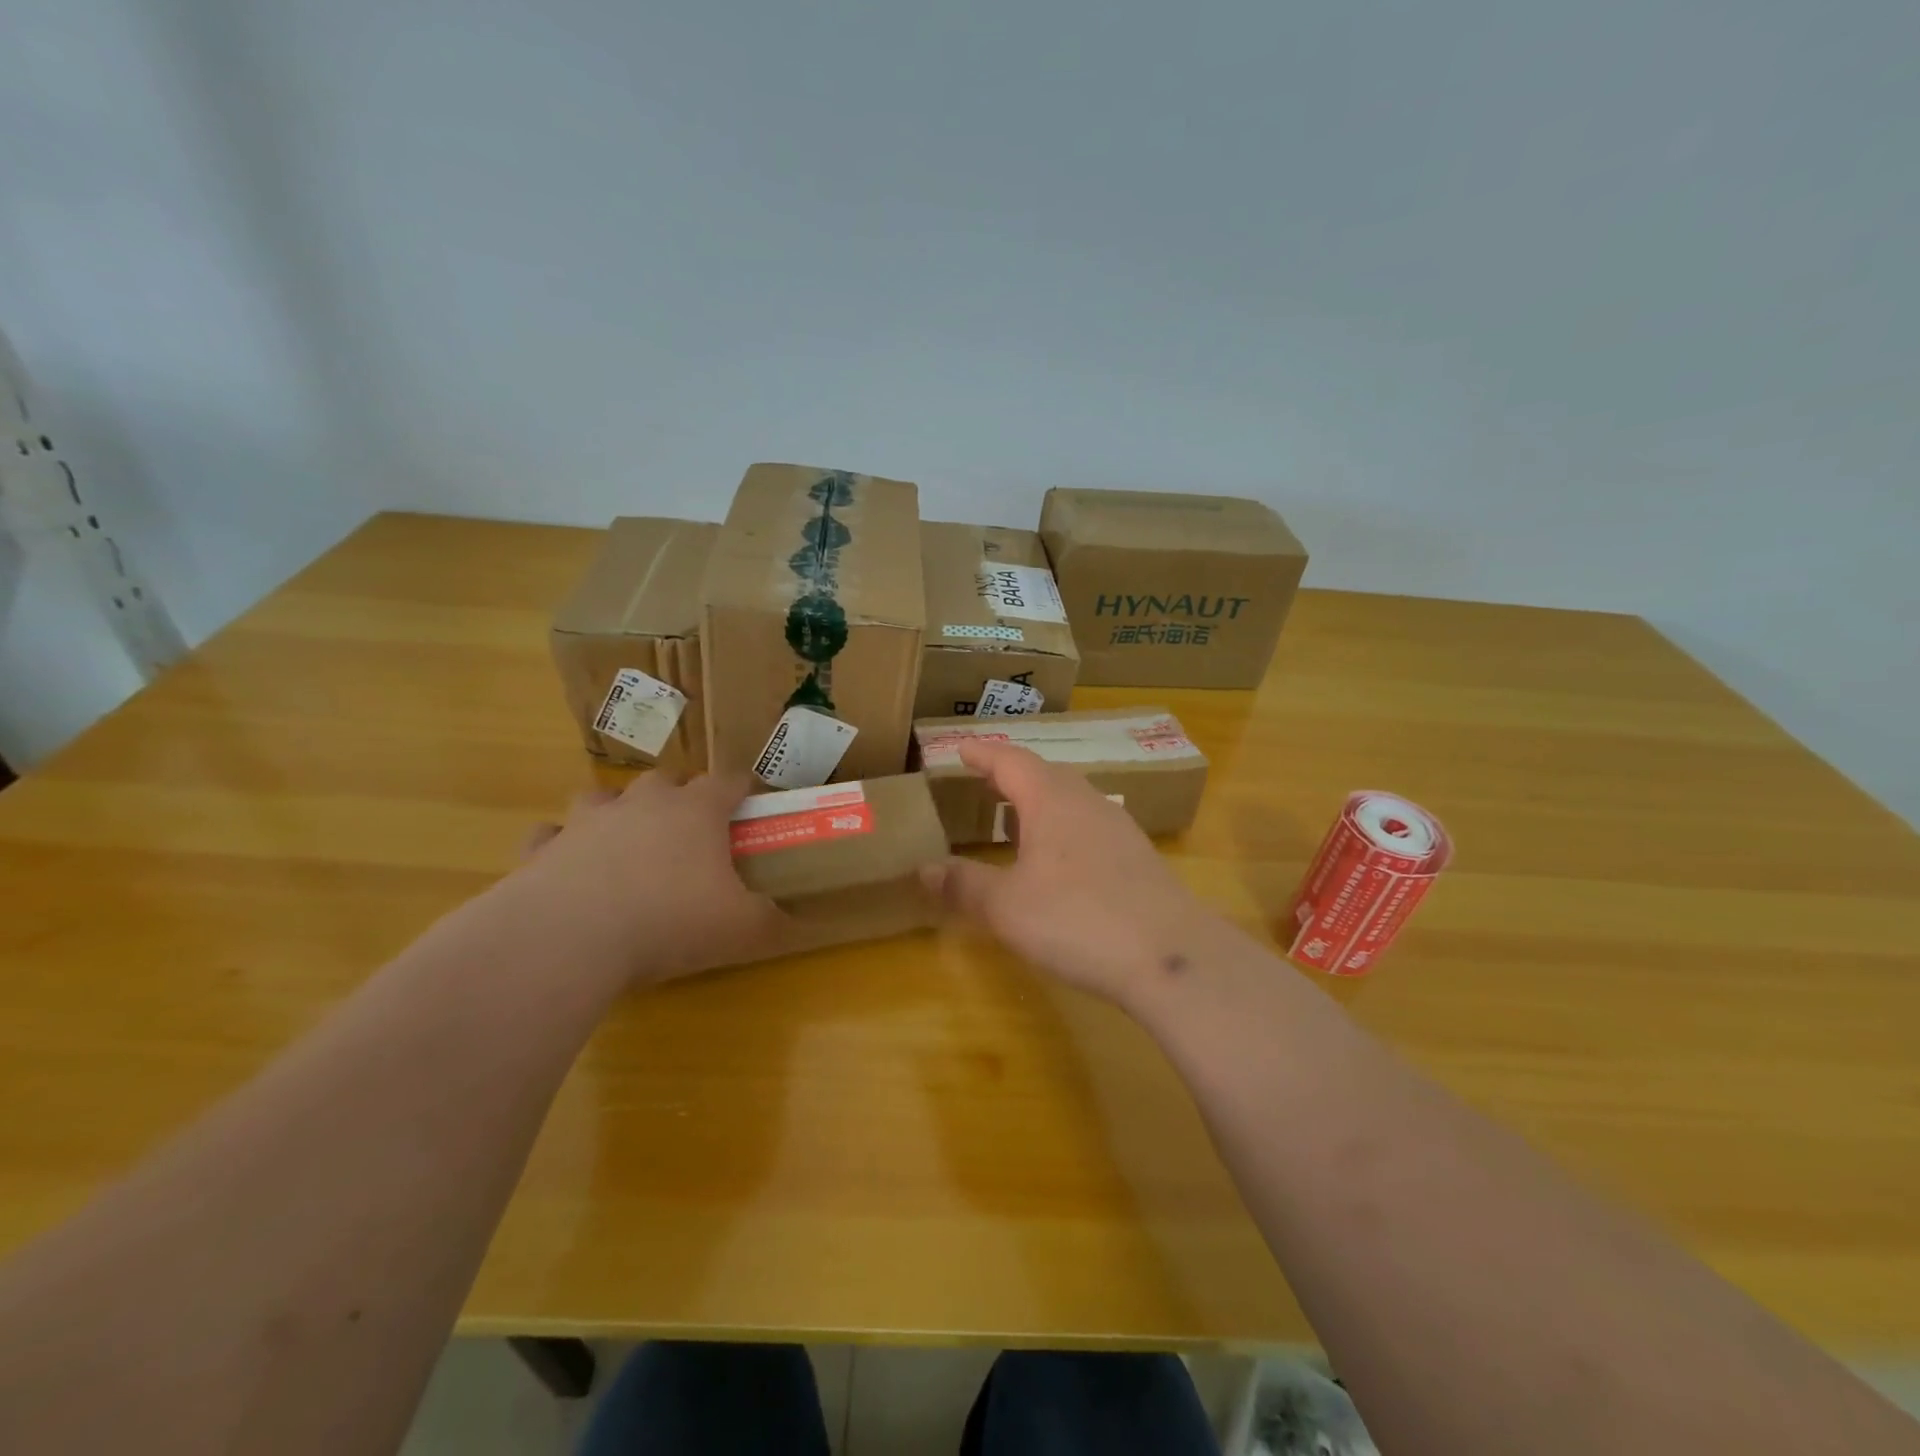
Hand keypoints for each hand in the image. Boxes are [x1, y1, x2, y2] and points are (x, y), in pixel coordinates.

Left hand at [505, 770, 783, 982]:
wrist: (571, 938)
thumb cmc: (670, 922)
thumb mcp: (741, 929)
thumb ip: (771, 921)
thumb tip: (794, 922)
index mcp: (696, 811)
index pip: (727, 781)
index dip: (742, 789)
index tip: (750, 803)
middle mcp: (643, 803)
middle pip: (665, 780)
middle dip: (678, 797)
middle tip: (688, 832)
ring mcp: (587, 821)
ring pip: (604, 796)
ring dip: (617, 811)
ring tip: (625, 841)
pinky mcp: (543, 849)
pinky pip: (551, 834)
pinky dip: (560, 845)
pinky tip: (566, 866)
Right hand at [922, 741, 1230, 1005]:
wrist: (1171, 956)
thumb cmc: (1078, 919)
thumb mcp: (1008, 907)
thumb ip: (964, 885)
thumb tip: (924, 869)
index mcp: (1052, 800)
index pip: (1010, 760)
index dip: (982, 753)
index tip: (959, 749)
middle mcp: (1087, 802)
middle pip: (1044, 774)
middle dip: (1009, 775)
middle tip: (981, 782)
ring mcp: (1118, 828)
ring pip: (1070, 800)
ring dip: (1037, 803)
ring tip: (1013, 819)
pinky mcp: (1137, 858)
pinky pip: (1088, 826)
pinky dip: (1060, 829)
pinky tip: (1056, 860)